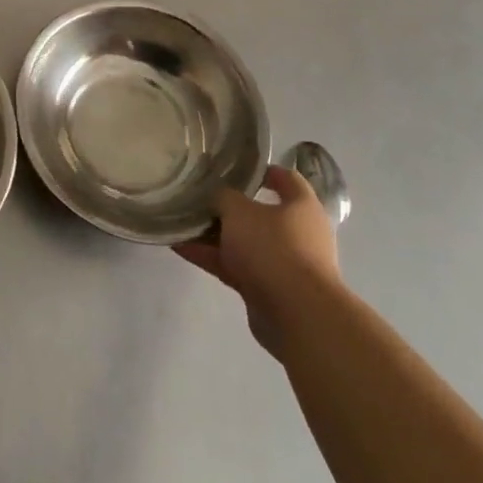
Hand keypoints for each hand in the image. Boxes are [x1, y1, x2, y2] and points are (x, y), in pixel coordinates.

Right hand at [176, 164, 342, 360]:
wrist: (297, 315)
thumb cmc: (273, 248)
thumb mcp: (239, 210)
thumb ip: (224, 197)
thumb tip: (218, 197)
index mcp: (302, 207)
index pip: (287, 179)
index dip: (263, 171)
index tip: (236, 167)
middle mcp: (298, 234)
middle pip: (261, 214)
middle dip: (230, 207)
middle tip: (200, 196)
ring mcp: (284, 264)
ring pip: (245, 242)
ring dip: (215, 235)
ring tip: (182, 222)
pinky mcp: (269, 289)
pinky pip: (236, 267)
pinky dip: (211, 258)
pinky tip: (180, 247)